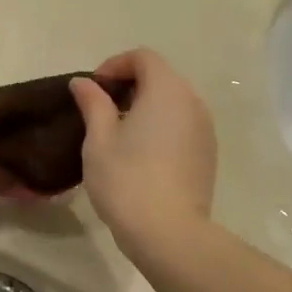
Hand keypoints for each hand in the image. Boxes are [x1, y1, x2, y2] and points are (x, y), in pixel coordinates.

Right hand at [70, 49, 216, 250]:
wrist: (169, 233)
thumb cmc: (127, 179)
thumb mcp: (99, 139)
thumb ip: (93, 103)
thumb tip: (83, 83)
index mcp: (167, 90)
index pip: (143, 57)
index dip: (115, 65)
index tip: (93, 89)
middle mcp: (192, 102)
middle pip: (161, 77)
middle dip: (130, 85)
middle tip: (101, 110)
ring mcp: (205, 129)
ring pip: (173, 103)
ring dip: (146, 107)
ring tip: (119, 133)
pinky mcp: (208, 154)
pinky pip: (182, 126)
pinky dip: (161, 126)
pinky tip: (141, 155)